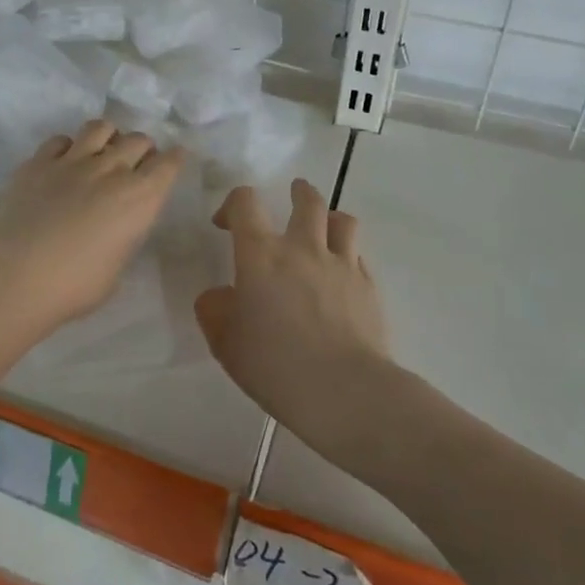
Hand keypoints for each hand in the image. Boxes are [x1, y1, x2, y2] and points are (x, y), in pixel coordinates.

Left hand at [0, 119, 185, 334]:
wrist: (17, 275)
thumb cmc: (74, 286)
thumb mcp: (117, 267)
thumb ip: (124, 236)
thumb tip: (118, 226)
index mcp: (139, 198)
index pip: (168, 164)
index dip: (174, 159)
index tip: (174, 158)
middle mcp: (111, 170)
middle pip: (138, 140)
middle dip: (143, 148)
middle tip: (136, 162)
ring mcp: (73, 161)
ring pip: (100, 127)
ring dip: (108, 137)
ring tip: (102, 151)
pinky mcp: (39, 162)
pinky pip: (60, 140)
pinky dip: (68, 147)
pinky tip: (63, 162)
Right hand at [195, 180, 391, 448]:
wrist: (345, 391)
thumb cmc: (275, 365)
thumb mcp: (226, 343)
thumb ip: (216, 311)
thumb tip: (219, 296)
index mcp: (261, 254)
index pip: (245, 202)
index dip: (233, 204)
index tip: (226, 224)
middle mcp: (302, 247)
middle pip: (306, 200)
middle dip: (298, 193)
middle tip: (293, 195)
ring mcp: (341, 264)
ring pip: (342, 220)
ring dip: (330, 218)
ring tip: (325, 228)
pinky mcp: (369, 286)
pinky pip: (359, 255)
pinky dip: (348, 255)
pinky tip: (342, 276)